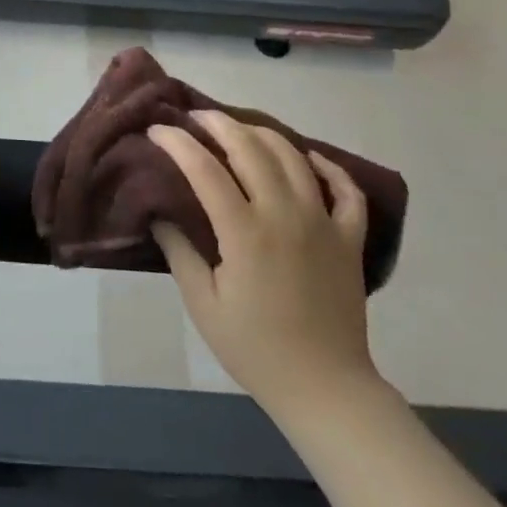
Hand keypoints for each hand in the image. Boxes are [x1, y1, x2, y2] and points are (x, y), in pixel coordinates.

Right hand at [150, 112, 382, 429]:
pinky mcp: (349, 238)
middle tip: (196, 118)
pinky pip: (346, 190)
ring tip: (240, 129)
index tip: (157, 130)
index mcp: (246, 233)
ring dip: (263, 135)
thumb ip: (180, 252)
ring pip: (294, 158)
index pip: (205, 170)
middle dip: (219, 124)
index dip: (178, 143)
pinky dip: (328, 167)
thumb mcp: (203, 304)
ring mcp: (323, 223)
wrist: (325, 388)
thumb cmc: (255, 349)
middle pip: (251, 149)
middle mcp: (286, 215)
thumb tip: (160, 212)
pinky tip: (309, 159)